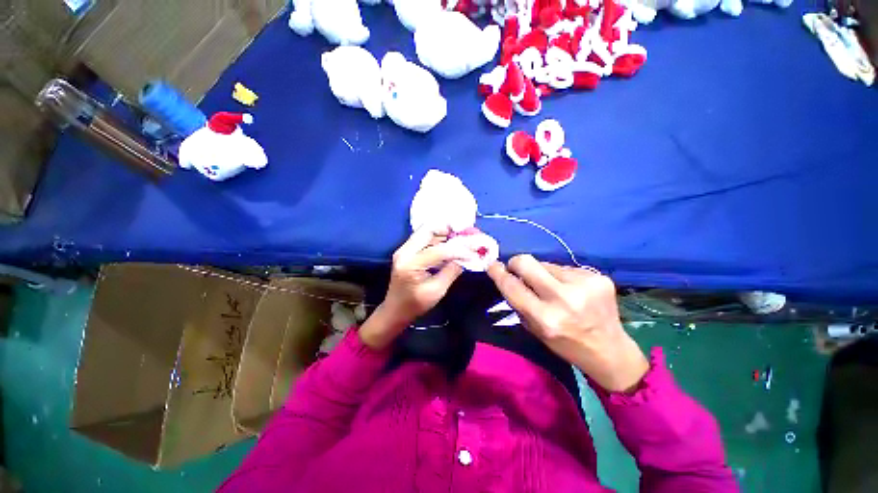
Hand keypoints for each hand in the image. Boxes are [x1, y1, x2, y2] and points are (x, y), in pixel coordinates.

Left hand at [359, 226, 475, 349]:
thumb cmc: (415, 305)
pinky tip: (449, 244)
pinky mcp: (406, 251)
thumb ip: (451, 271)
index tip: (472, 251)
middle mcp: (404, 251)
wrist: (395, 310)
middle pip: (427, 230)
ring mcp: (404, 249)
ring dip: (443, 233)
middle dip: (448, 229)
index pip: (438, 250)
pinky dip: (437, 238)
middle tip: (464, 234)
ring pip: (425, 232)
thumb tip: (466, 258)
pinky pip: (423, 238)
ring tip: (459, 238)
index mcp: (410, 264)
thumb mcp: (437, 291)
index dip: (458, 250)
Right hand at [487, 255, 649, 392]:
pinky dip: (561, 276)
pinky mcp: (599, 277)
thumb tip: (509, 275)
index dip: (498, 272)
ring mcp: (585, 285)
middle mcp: (564, 299)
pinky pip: (565, 268)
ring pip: (547, 264)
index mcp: (545, 318)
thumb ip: (519, 302)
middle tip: (517, 269)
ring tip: (554, 288)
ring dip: (542, 273)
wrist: (609, 351)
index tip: (492, 264)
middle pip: (527, 262)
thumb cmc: (565, 344)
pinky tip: (572, 290)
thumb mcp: (534, 329)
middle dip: (517, 263)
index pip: (512, 286)